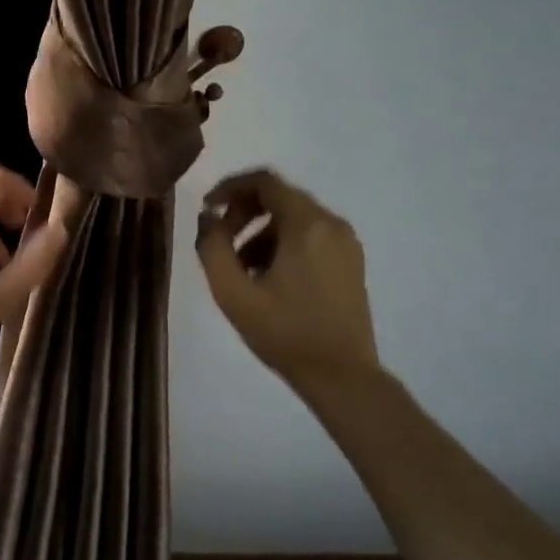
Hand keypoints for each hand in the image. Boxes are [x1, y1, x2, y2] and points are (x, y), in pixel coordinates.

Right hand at [195, 168, 379, 386]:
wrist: (343, 377)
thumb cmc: (285, 333)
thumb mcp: (234, 293)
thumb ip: (212, 247)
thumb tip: (208, 217)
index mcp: (307, 224)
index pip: (264, 181)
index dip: (230, 187)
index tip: (208, 209)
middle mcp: (331, 223)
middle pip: (280, 196)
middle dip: (244, 212)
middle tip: (221, 241)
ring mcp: (346, 242)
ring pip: (294, 217)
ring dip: (261, 231)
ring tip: (241, 268)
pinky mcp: (351, 261)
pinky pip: (311, 235)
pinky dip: (284, 243)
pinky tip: (268, 277)